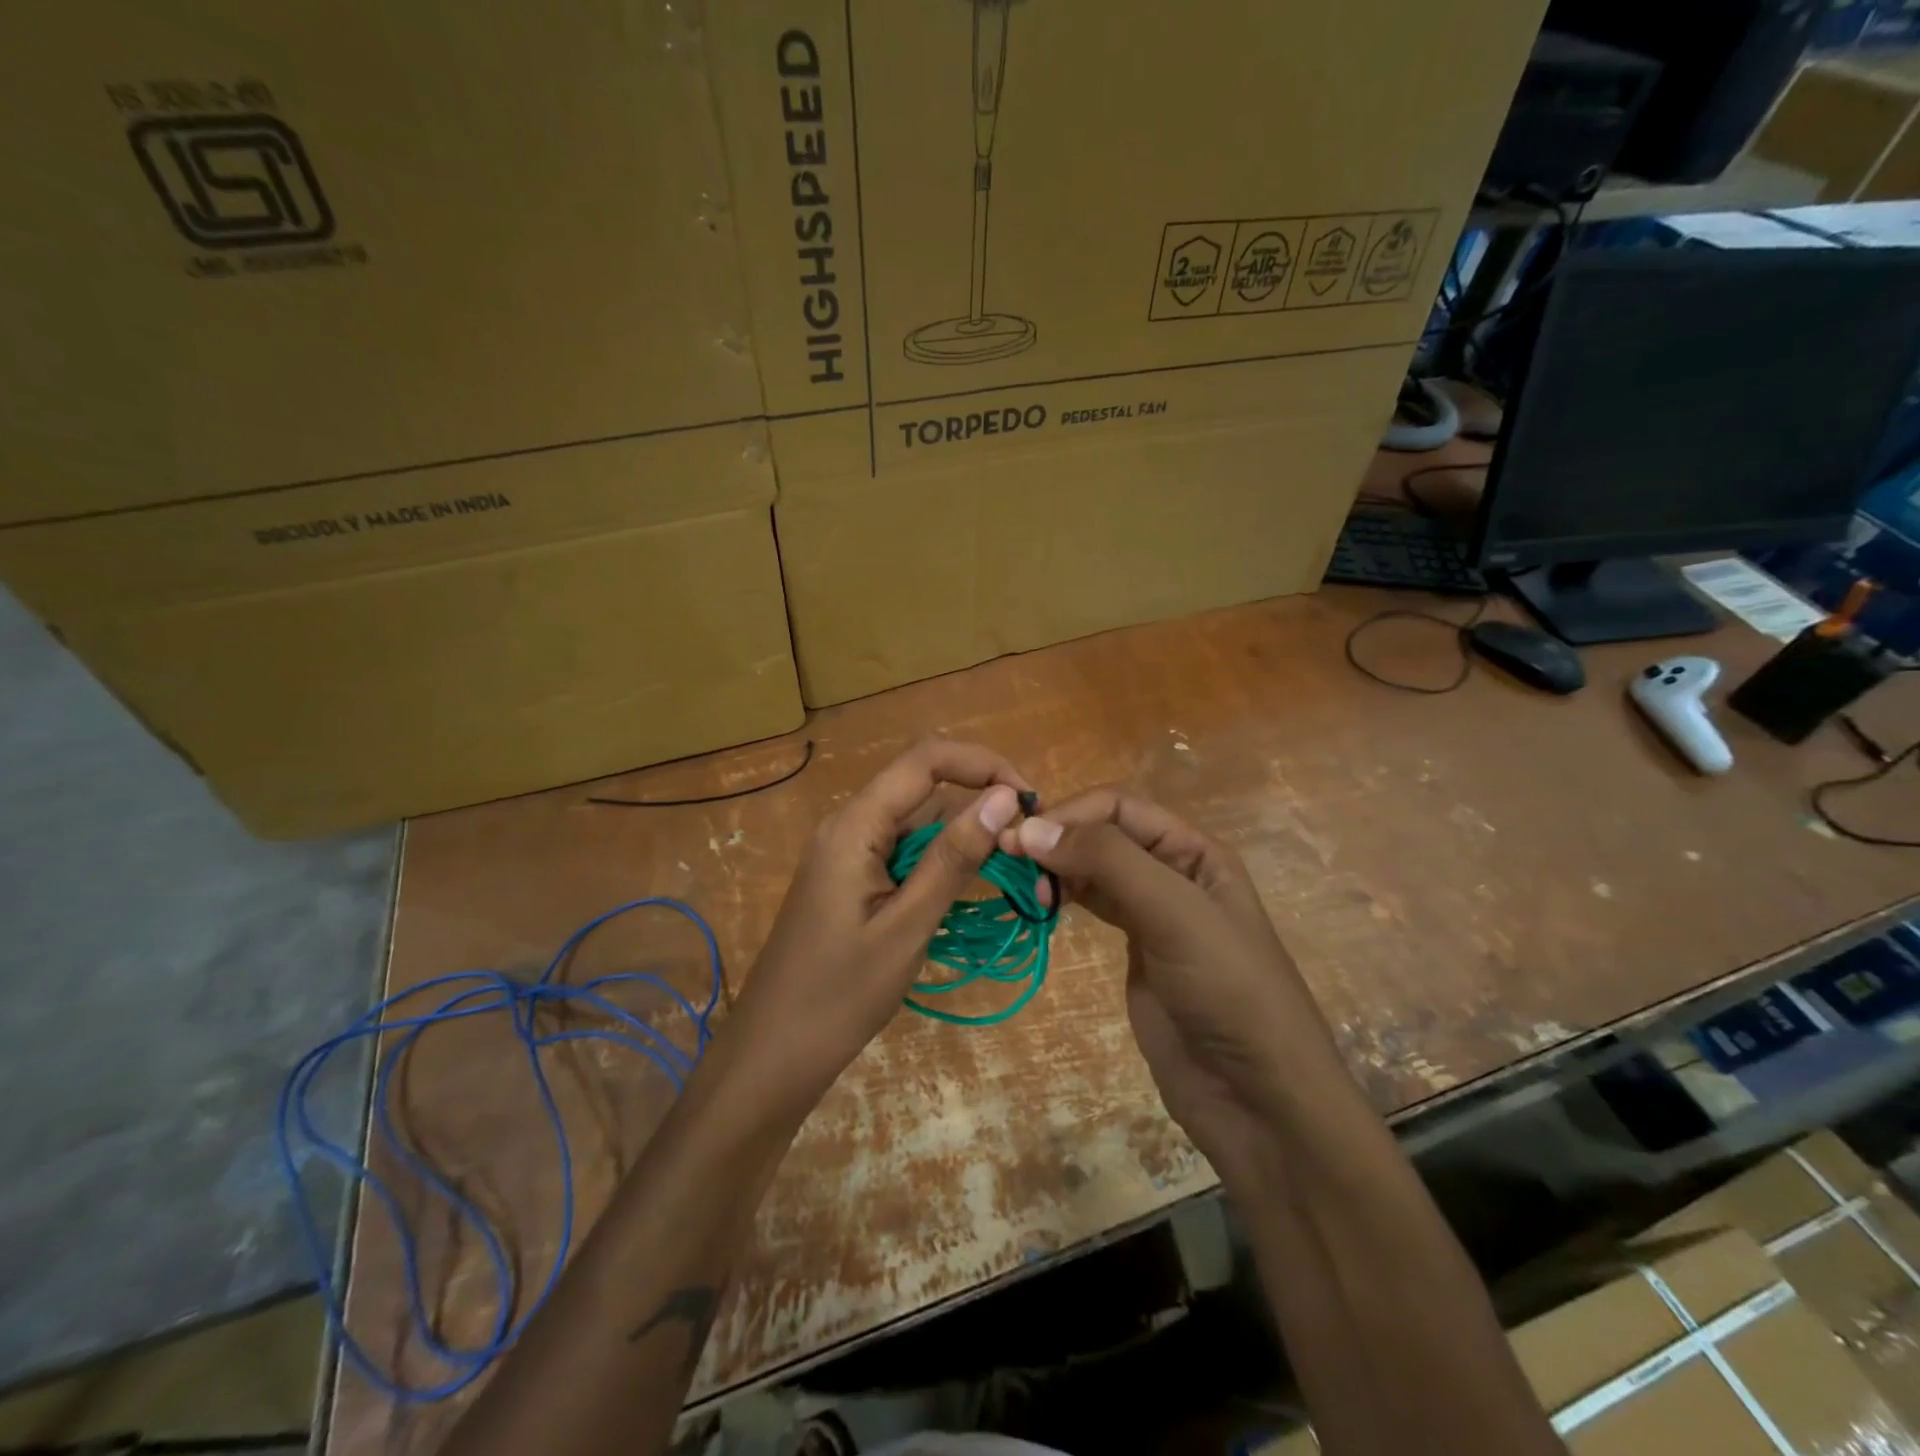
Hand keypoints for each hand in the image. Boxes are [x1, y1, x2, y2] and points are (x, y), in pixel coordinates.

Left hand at [726, 739, 1030, 1105]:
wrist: (773, 1054)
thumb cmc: (840, 995)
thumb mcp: (908, 926)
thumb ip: (954, 859)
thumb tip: (1004, 798)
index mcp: (855, 825)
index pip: (925, 759)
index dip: (982, 764)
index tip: (1027, 801)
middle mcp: (849, 824)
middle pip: (923, 786)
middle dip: (977, 803)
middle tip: (1024, 849)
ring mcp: (847, 852)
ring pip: (916, 820)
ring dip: (962, 835)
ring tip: (1007, 871)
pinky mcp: (850, 878)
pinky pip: (903, 850)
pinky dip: (939, 860)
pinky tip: (966, 888)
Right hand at [1010, 791, 1340, 1183]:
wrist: (1258, 1098)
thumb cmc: (1227, 990)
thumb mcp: (1174, 913)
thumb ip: (1108, 861)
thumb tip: (1030, 828)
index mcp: (1194, 850)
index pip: (1119, 807)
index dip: (1069, 815)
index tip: (1020, 840)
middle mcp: (1173, 872)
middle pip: (1103, 834)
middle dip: (1058, 840)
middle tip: (1011, 866)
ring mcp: (1153, 913)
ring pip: (1094, 869)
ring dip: (1057, 869)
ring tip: (1026, 892)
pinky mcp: (1136, 951)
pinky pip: (1094, 906)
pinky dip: (1065, 898)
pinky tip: (1042, 906)